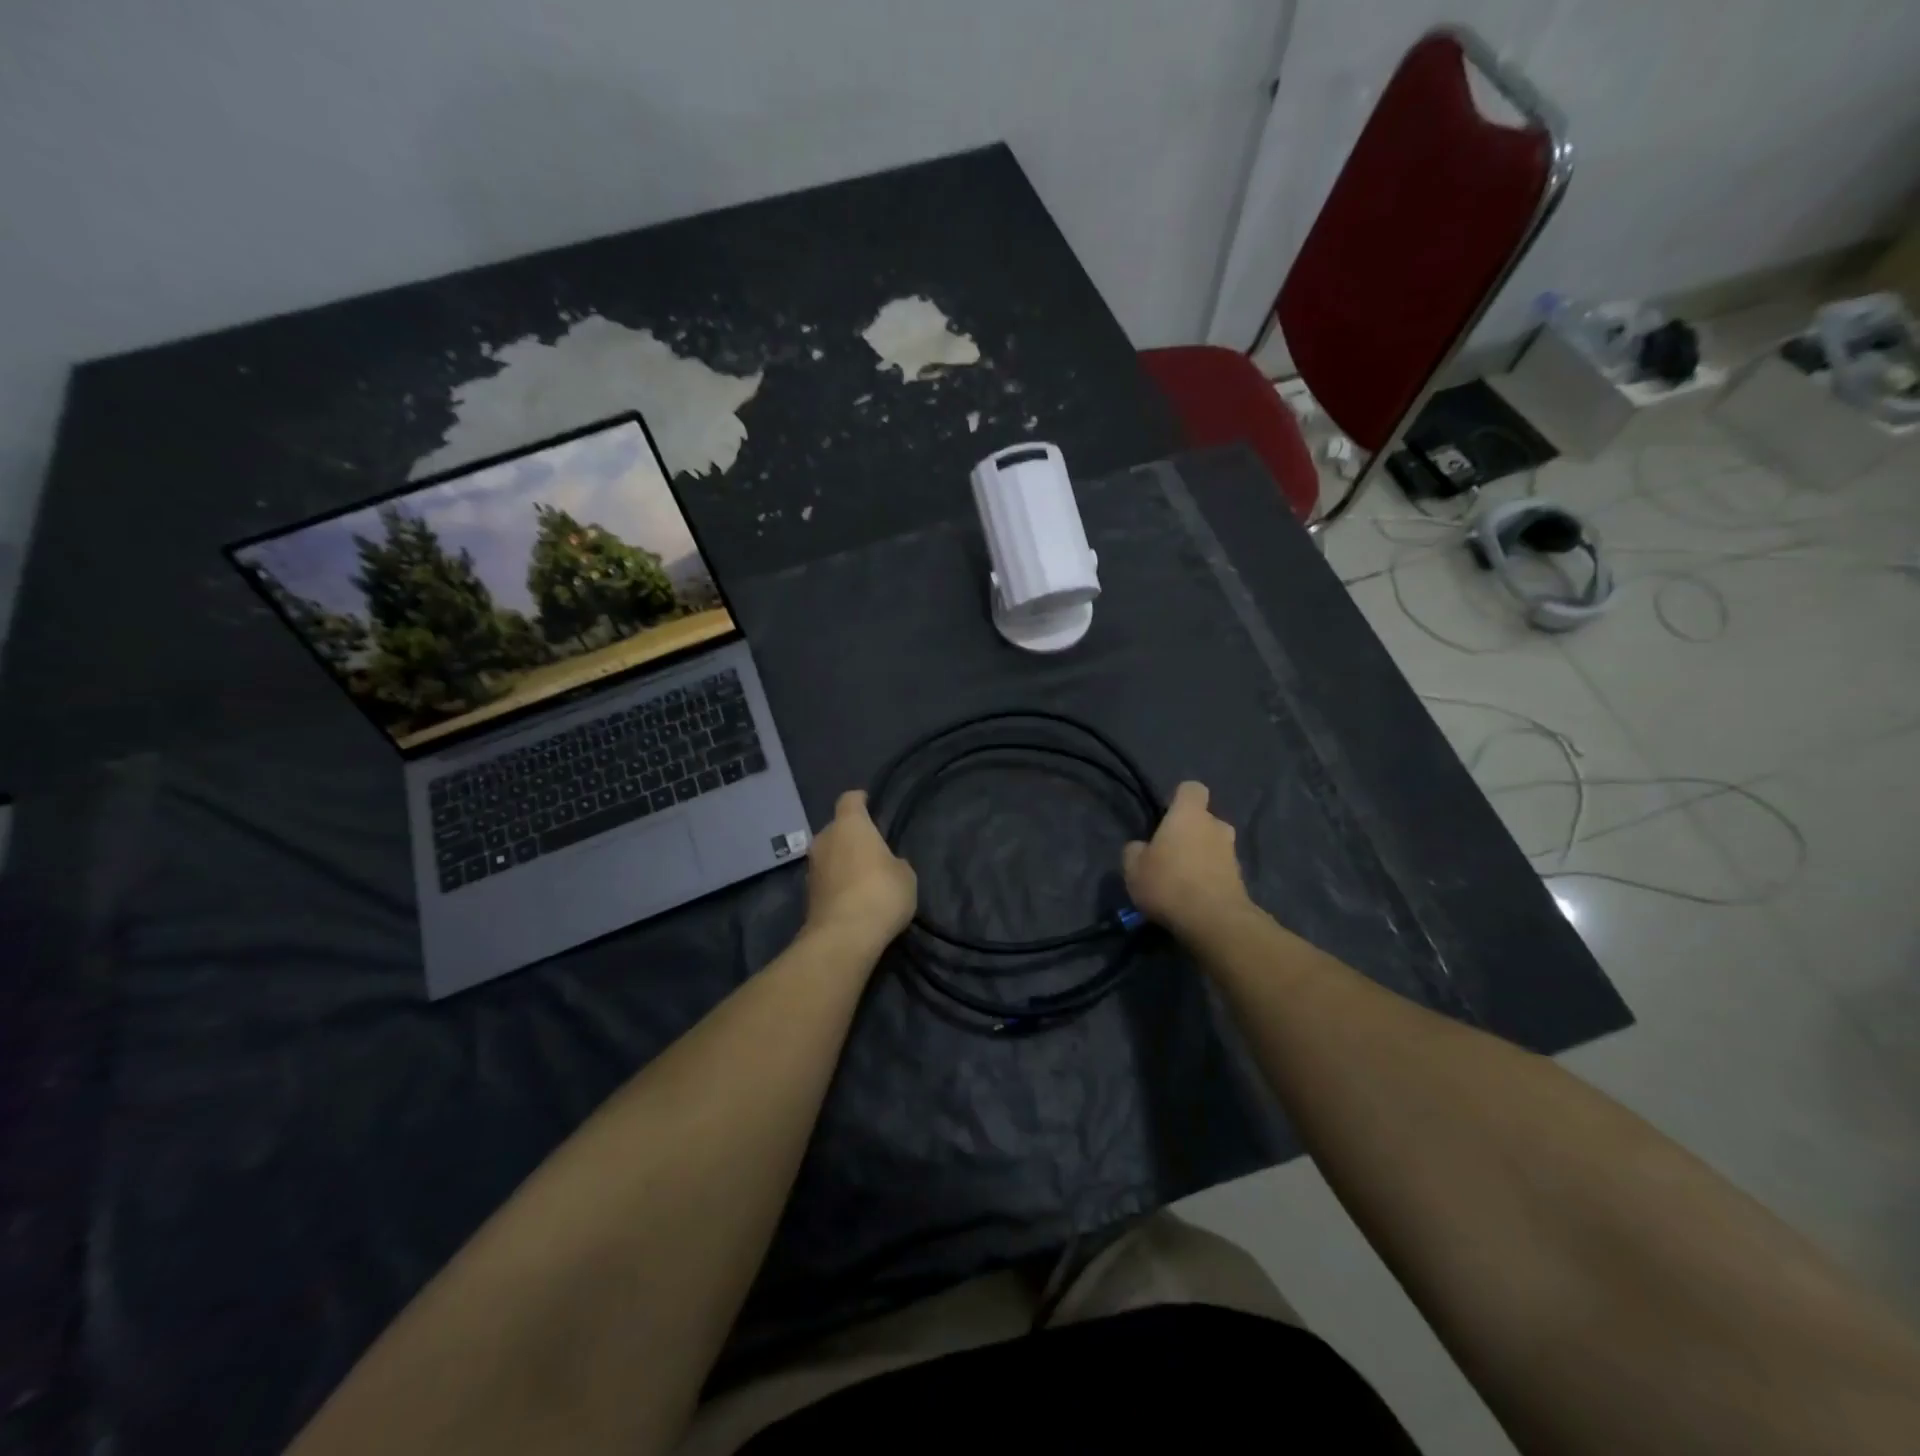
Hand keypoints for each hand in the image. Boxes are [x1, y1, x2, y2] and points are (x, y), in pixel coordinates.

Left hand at [803, 791, 916, 951]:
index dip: (860, 800)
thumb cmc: (881, 893)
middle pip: (837, 828)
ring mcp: (812, 867)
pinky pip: (826, 878)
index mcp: (849, 825)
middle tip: (871, 848)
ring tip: (862, 876)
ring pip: (829, 854)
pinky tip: (852, 897)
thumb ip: (894, 862)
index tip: (869, 803)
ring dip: (842, 860)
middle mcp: (824, 839)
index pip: (850, 799)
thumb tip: (886, 865)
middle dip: (851, 835)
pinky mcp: (807, 894)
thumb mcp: (905, 875)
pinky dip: (836, 883)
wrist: (843, 937)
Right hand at [1122, 781, 1251, 936]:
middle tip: (1171, 854)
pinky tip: (1193, 899)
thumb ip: (1135, 851)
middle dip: (1191, 833)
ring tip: (1181, 881)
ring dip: (1201, 858)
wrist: (1214, 921)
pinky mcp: (1241, 880)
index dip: (1179, 799)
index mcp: (1189, 814)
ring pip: (1213, 846)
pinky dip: (1209, 879)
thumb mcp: (1133, 868)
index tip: (1166, 816)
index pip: (1191, 788)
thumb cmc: (1168, 883)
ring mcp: (1232, 853)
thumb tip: (1142, 847)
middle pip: (1205, 820)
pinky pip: (1220, 871)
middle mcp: (1216, 826)